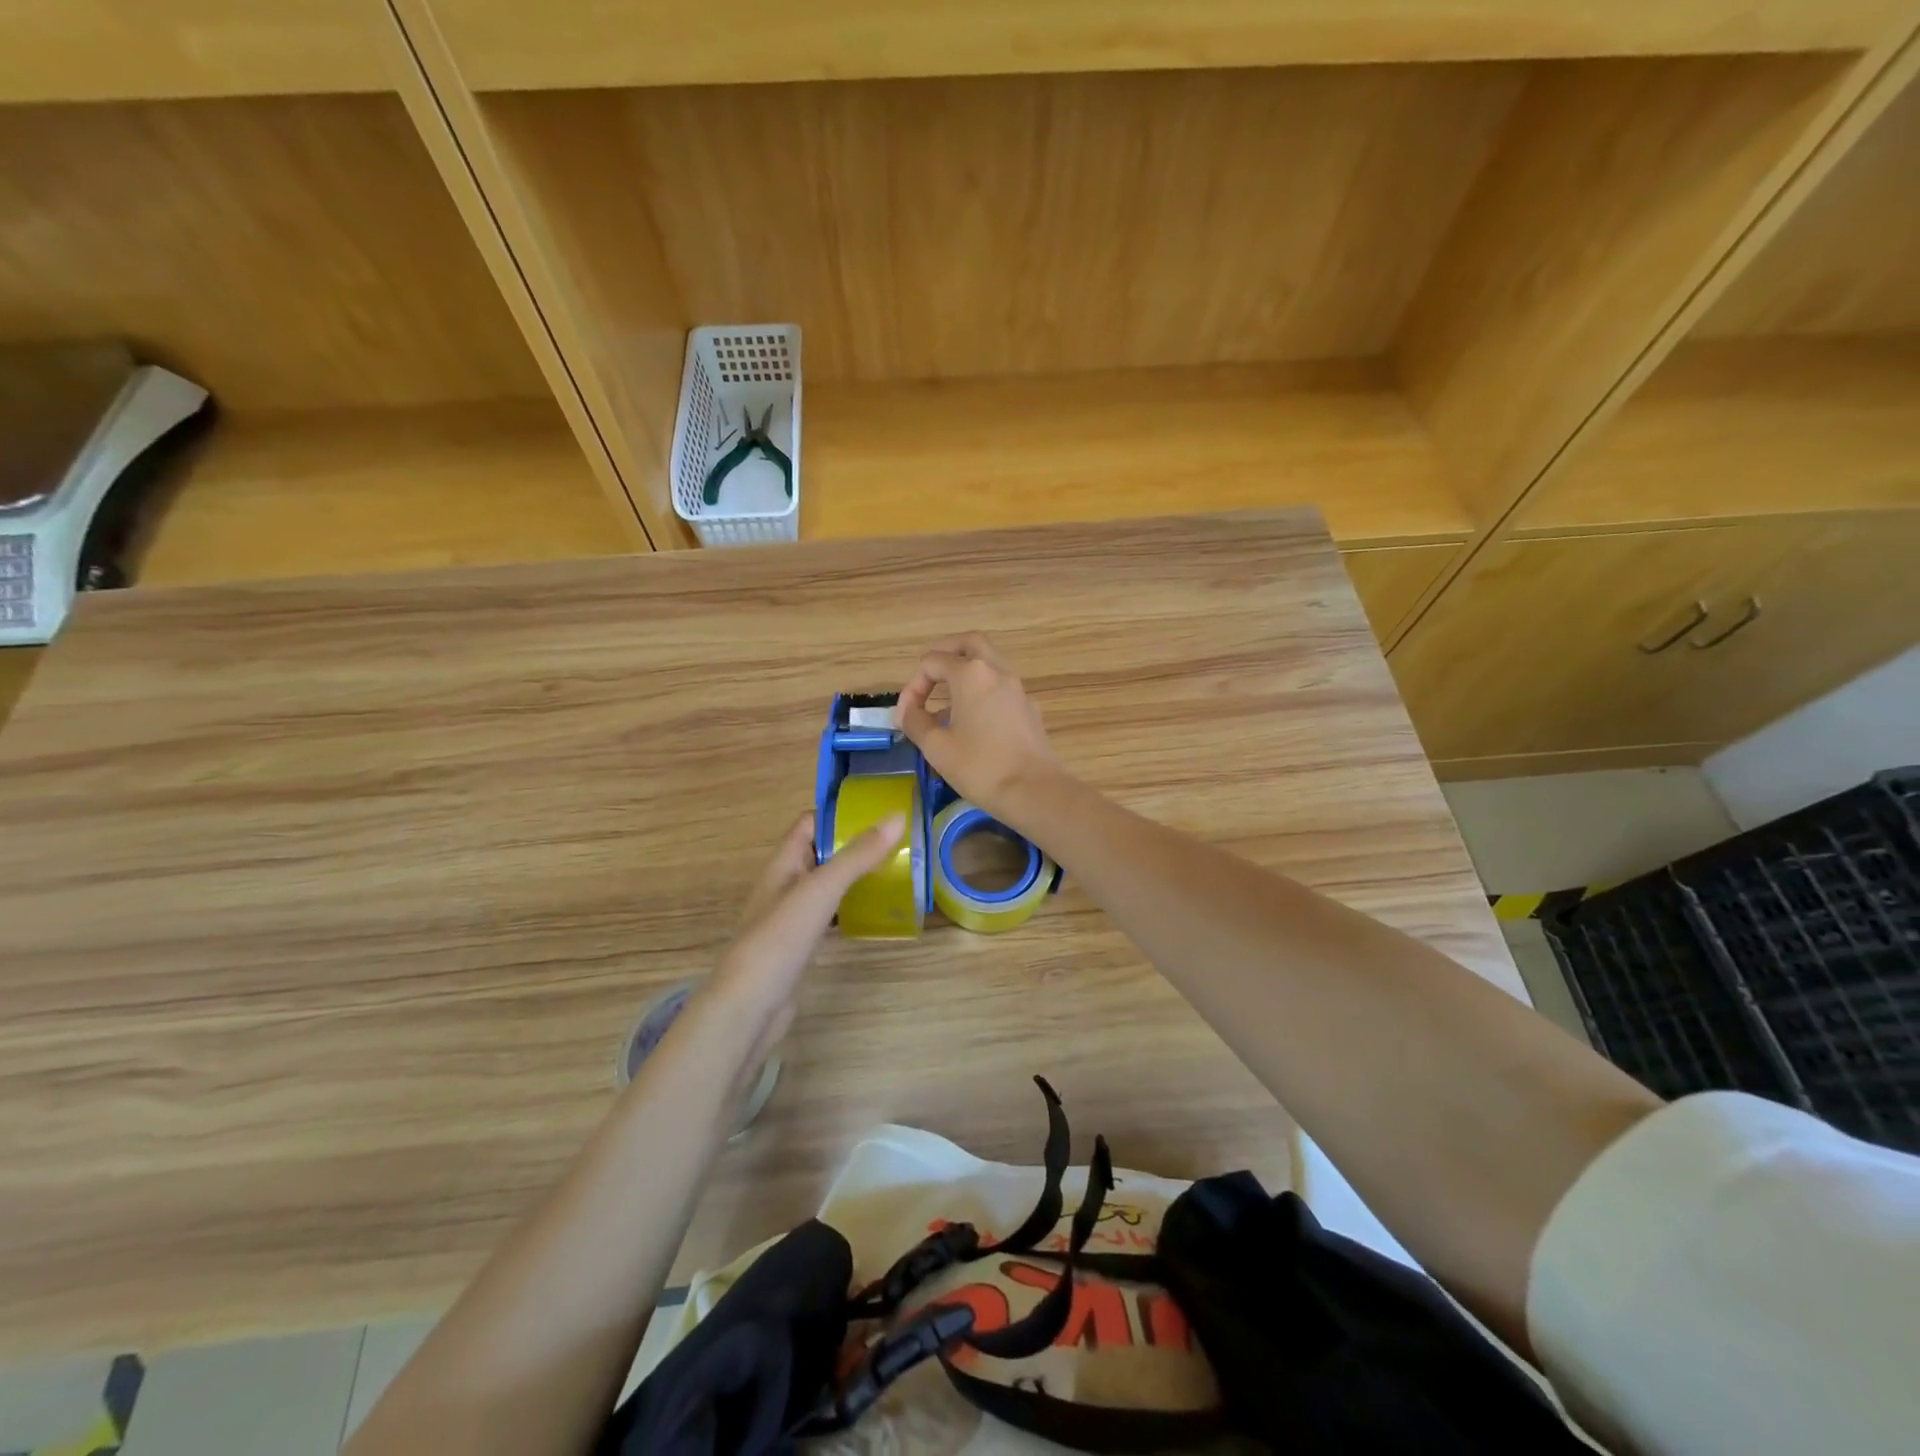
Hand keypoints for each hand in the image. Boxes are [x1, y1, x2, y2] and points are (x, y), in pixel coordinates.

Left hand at [705, 810, 904, 1052]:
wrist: (749, 1007)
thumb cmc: (780, 938)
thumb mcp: (821, 889)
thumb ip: (858, 855)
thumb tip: (897, 816)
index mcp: (783, 863)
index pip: (810, 823)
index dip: (840, 812)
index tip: (879, 808)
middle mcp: (785, 884)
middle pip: (822, 852)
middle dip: (855, 843)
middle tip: (899, 840)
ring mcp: (792, 917)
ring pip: (828, 885)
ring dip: (856, 876)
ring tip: (896, 869)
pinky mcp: (801, 945)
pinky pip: (830, 914)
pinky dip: (851, 907)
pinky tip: (875, 912)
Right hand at [894, 633, 1065, 825]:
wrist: (1034, 791)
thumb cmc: (980, 767)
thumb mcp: (936, 747)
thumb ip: (915, 722)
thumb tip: (907, 712)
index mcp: (971, 675)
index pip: (932, 662)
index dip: (913, 687)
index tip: (906, 717)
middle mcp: (997, 671)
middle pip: (968, 644)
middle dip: (945, 655)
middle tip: (929, 678)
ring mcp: (1018, 689)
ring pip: (988, 664)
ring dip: (964, 676)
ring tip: (945, 708)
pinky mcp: (1029, 708)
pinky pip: (1000, 688)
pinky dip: (981, 693)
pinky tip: (972, 725)